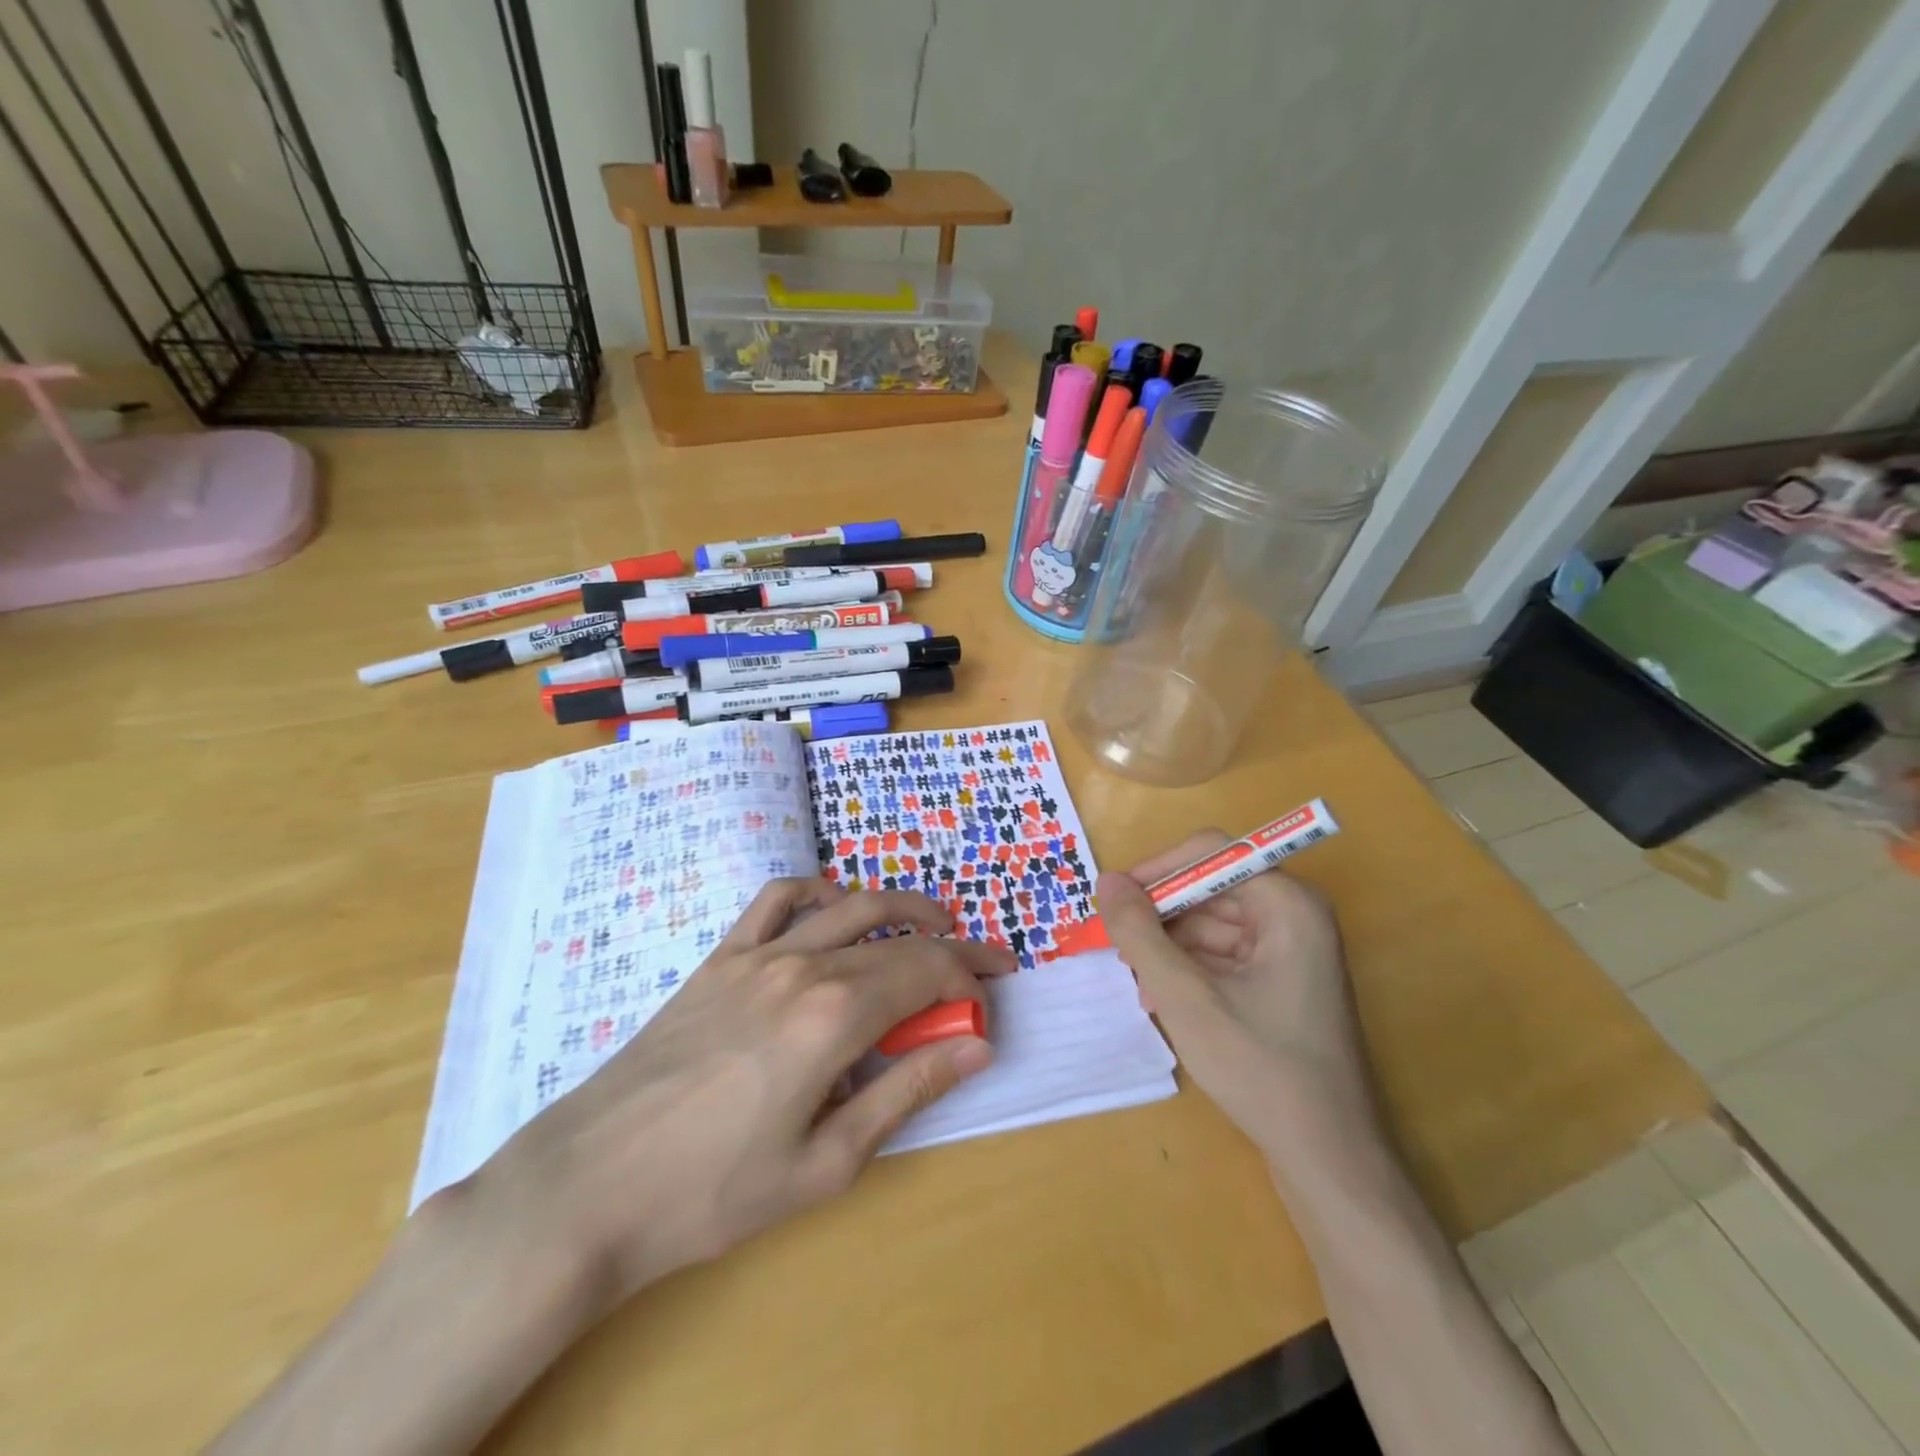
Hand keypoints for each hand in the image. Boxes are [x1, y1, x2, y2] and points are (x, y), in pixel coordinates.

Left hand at [465, 878, 1012, 1313]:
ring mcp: (757, 954)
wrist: (590, 1186)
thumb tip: (975, 1046)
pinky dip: (817, 892)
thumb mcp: (827, 1163)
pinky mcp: (720, 958)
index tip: (990, 1001)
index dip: (969, 981)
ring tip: (932, 924)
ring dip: (901, 907)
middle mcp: (803, 967)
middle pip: (898, 940)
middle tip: (984, 966)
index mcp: (835, 1017)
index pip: (926, 974)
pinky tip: (834, 908)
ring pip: (849, 907)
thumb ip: (907, 1091)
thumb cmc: (714, 1192)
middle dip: (952, 950)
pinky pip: (776, 900)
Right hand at [1096, 833, 1381, 1166]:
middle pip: (1210, 888)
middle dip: (1160, 916)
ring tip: (1137, 981)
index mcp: (1287, 904)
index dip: (1157, 869)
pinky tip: (1160, 998)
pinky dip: (1188, 969)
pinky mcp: (1282, 981)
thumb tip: (1105, 881)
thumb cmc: (1260, 1068)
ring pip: (1211, 923)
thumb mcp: (1185, 997)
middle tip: (1116, 946)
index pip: (1210, 853)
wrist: (1328, 1159)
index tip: (1113, 899)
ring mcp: (1291, 949)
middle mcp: (1295, 915)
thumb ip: (1140, 933)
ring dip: (1169, 947)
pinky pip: (1223, 954)